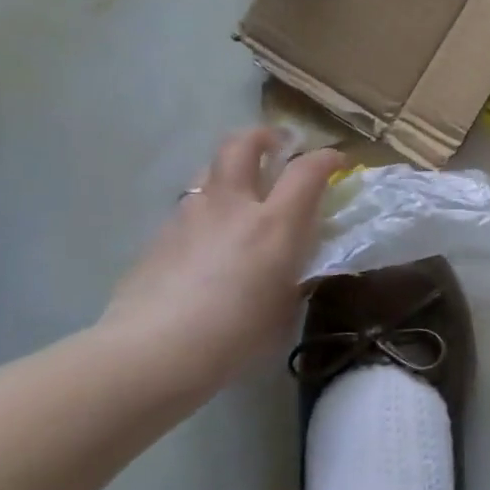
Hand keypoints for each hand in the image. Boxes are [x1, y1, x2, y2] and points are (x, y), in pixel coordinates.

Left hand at [99, 128, 342, 388]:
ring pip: (209, 170)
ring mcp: (190, 215)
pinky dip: (205, 207)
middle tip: (276, 144)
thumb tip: (294, 262)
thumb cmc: (235, 336)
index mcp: (274, 224)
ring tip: (240, 190)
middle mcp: (232, 206)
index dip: (326, 159)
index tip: (336, 161)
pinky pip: (188, 205)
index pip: (307, 171)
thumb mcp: (284, 306)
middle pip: (242, 144)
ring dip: (229, 170)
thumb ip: (294, 273)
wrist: (153, 353)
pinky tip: (207, 238)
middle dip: (263, 136)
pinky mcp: (159, 235)